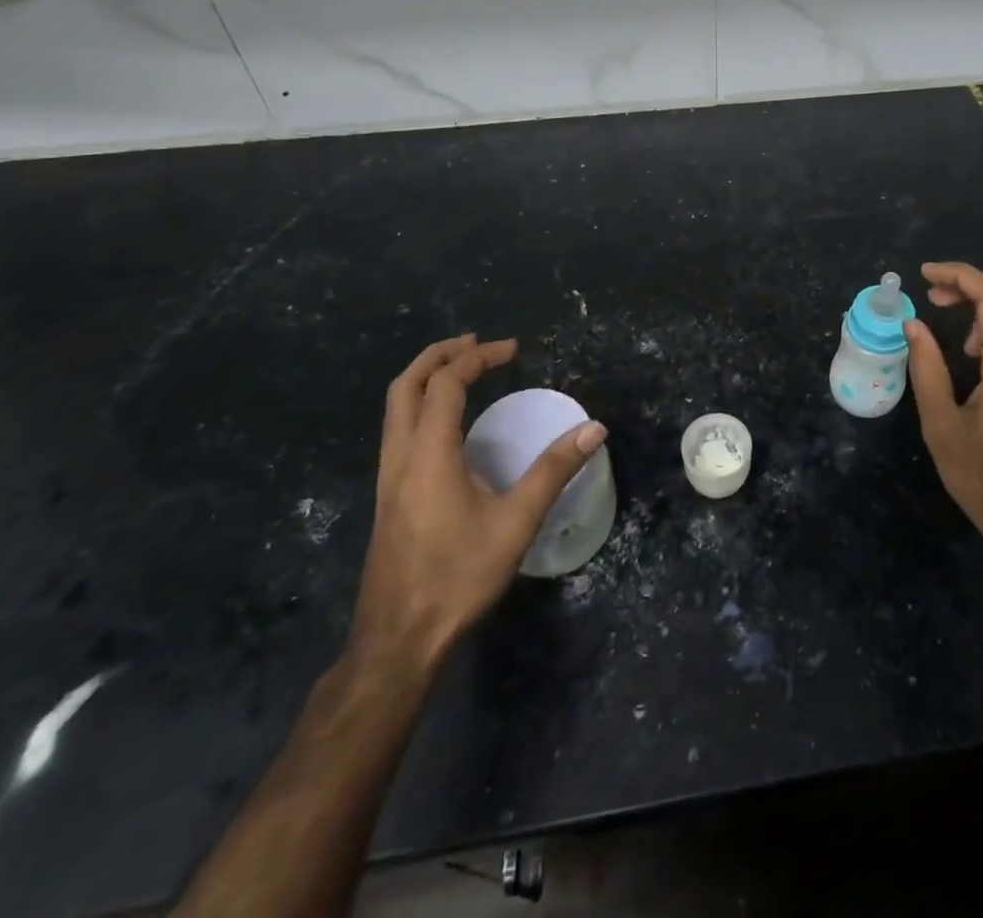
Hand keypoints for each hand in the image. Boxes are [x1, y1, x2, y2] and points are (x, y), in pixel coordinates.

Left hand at [348, 334, 605, 678]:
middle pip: (406, 385)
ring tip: (462, 369)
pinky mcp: (387, 495)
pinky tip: (447, 423)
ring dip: (426, 377)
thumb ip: (554, 470)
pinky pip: (398, 429)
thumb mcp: (516, 522)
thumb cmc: (458, 576)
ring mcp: (387, 477)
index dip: (478, 357)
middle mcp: (400, 456)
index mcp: (429, 454)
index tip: (512, 349)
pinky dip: (421, 404)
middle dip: (440, 354)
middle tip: (477, 343)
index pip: (446, 383)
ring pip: (395, 407)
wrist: (398, 639)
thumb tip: (595, 428)